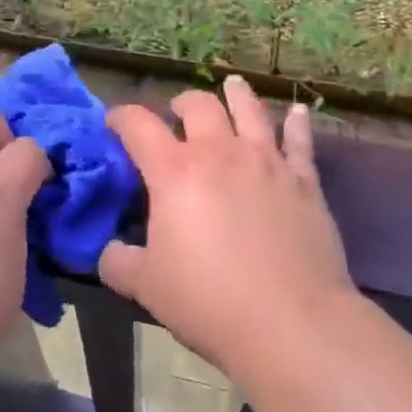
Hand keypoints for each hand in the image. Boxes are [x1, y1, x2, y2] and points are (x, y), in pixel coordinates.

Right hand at [100, 76, 355, 388]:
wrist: (293, 325)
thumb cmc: (210, 302)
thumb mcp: (146, 287)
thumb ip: (118, 262)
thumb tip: (107, 250)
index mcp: (174, 171)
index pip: (138, 125)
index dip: (121, 117)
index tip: (113, 122)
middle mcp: (219, 153)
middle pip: (198, 105)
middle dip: (181, 102)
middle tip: (176, 113)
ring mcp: (266, 162)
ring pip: (249, 110)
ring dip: (236, 94)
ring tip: (231, 85)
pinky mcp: (304, 181)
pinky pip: (300, 142)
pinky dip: (297, 125)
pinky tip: (299, 113)